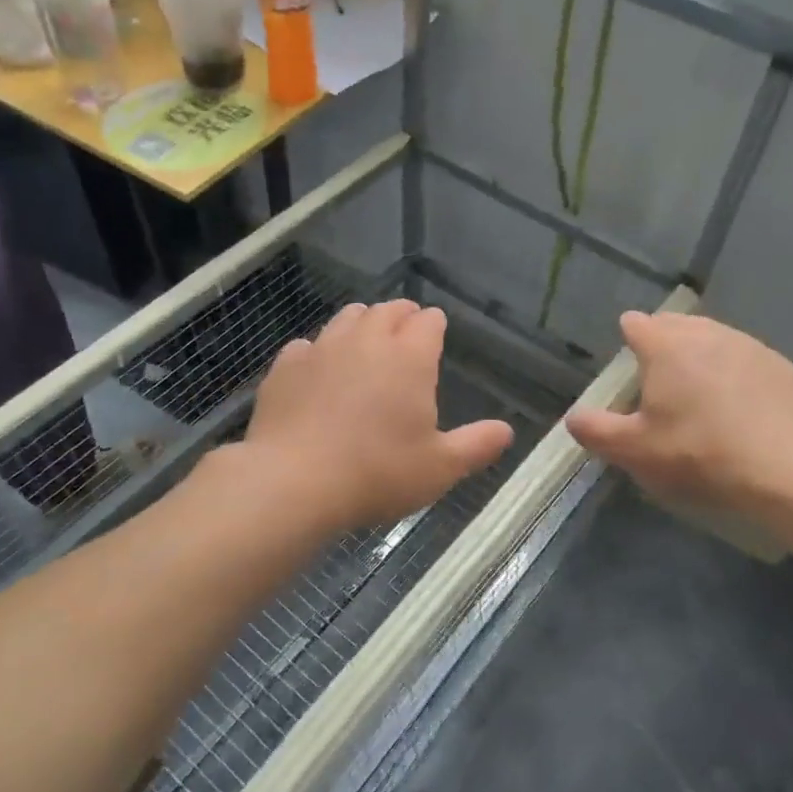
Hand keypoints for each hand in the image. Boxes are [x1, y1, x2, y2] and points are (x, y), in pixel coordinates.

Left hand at [244, 300, 514, 531]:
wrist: (293, 481)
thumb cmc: (377, 473)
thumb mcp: (439, 468)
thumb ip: (476, 445)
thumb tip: (507, 431)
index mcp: (409, 357)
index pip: (428, 321)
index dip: (434, 325)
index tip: (436, 333)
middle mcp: (366, 340)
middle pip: (388, 310)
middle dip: (401, 315)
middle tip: (406, 329)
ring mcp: (322, 348)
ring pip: (347, 317)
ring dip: (362, 323)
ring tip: (365, 341)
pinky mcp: (286, 365)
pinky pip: (307, 344)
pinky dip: (319, 350)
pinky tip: (318, 370)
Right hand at [567, 311, 792, 515]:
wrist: (785, 468)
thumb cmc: (698, 453)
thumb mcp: (635, 451)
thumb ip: (596, 430)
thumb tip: (573, 418)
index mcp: (666, 347)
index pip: (637, 324)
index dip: (628, 339)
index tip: (629, 364)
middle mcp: (707, 334)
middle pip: (676, 324)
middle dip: (664, 342)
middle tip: (659, 379)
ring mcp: (749, 346)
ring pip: (714, 338)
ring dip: (700, 354)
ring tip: (699, 390)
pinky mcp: (781, 366)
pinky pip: (746, 359)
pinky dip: (735, 372)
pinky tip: (739, 405)